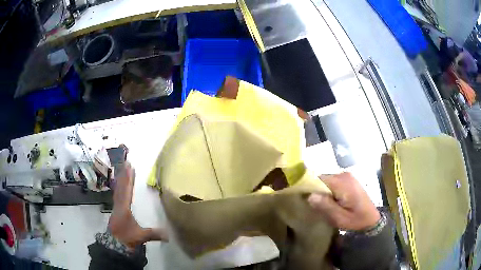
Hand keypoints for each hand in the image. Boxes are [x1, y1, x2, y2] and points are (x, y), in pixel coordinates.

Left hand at [108, 161, 168, 248]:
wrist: (114, 244)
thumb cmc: (127, 238)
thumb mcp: (141, 236)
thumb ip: (154, 234)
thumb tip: (169, 235)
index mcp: (124, 208)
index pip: (127, 191)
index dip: (129, 179)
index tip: (130, 168)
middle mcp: (119, 204)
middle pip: (121, 187)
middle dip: (124, 175)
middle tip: (126, 163)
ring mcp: (116, 207)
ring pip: (118, 190)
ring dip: (121, 179)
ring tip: (123, 170)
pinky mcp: (115, 210)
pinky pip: (117, 194)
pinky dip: (119, 187)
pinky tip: (120, 185)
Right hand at [308, 172, 379, 230]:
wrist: (371, 219)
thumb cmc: (356, 220)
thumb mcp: (339, 217)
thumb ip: (325, 205)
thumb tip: (309, 196)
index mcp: (343, 183)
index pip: (319, 179)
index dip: (309, 187)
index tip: (303, 198)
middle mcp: (345, 175)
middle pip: (323, 178)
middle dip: (317, 190)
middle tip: (314, 205)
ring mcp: (348, 176)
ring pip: (327, 180)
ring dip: (323, 191)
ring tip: (322, 204)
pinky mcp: (349, 180)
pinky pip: (333, 182)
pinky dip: (329, 190)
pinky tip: (331, 200)